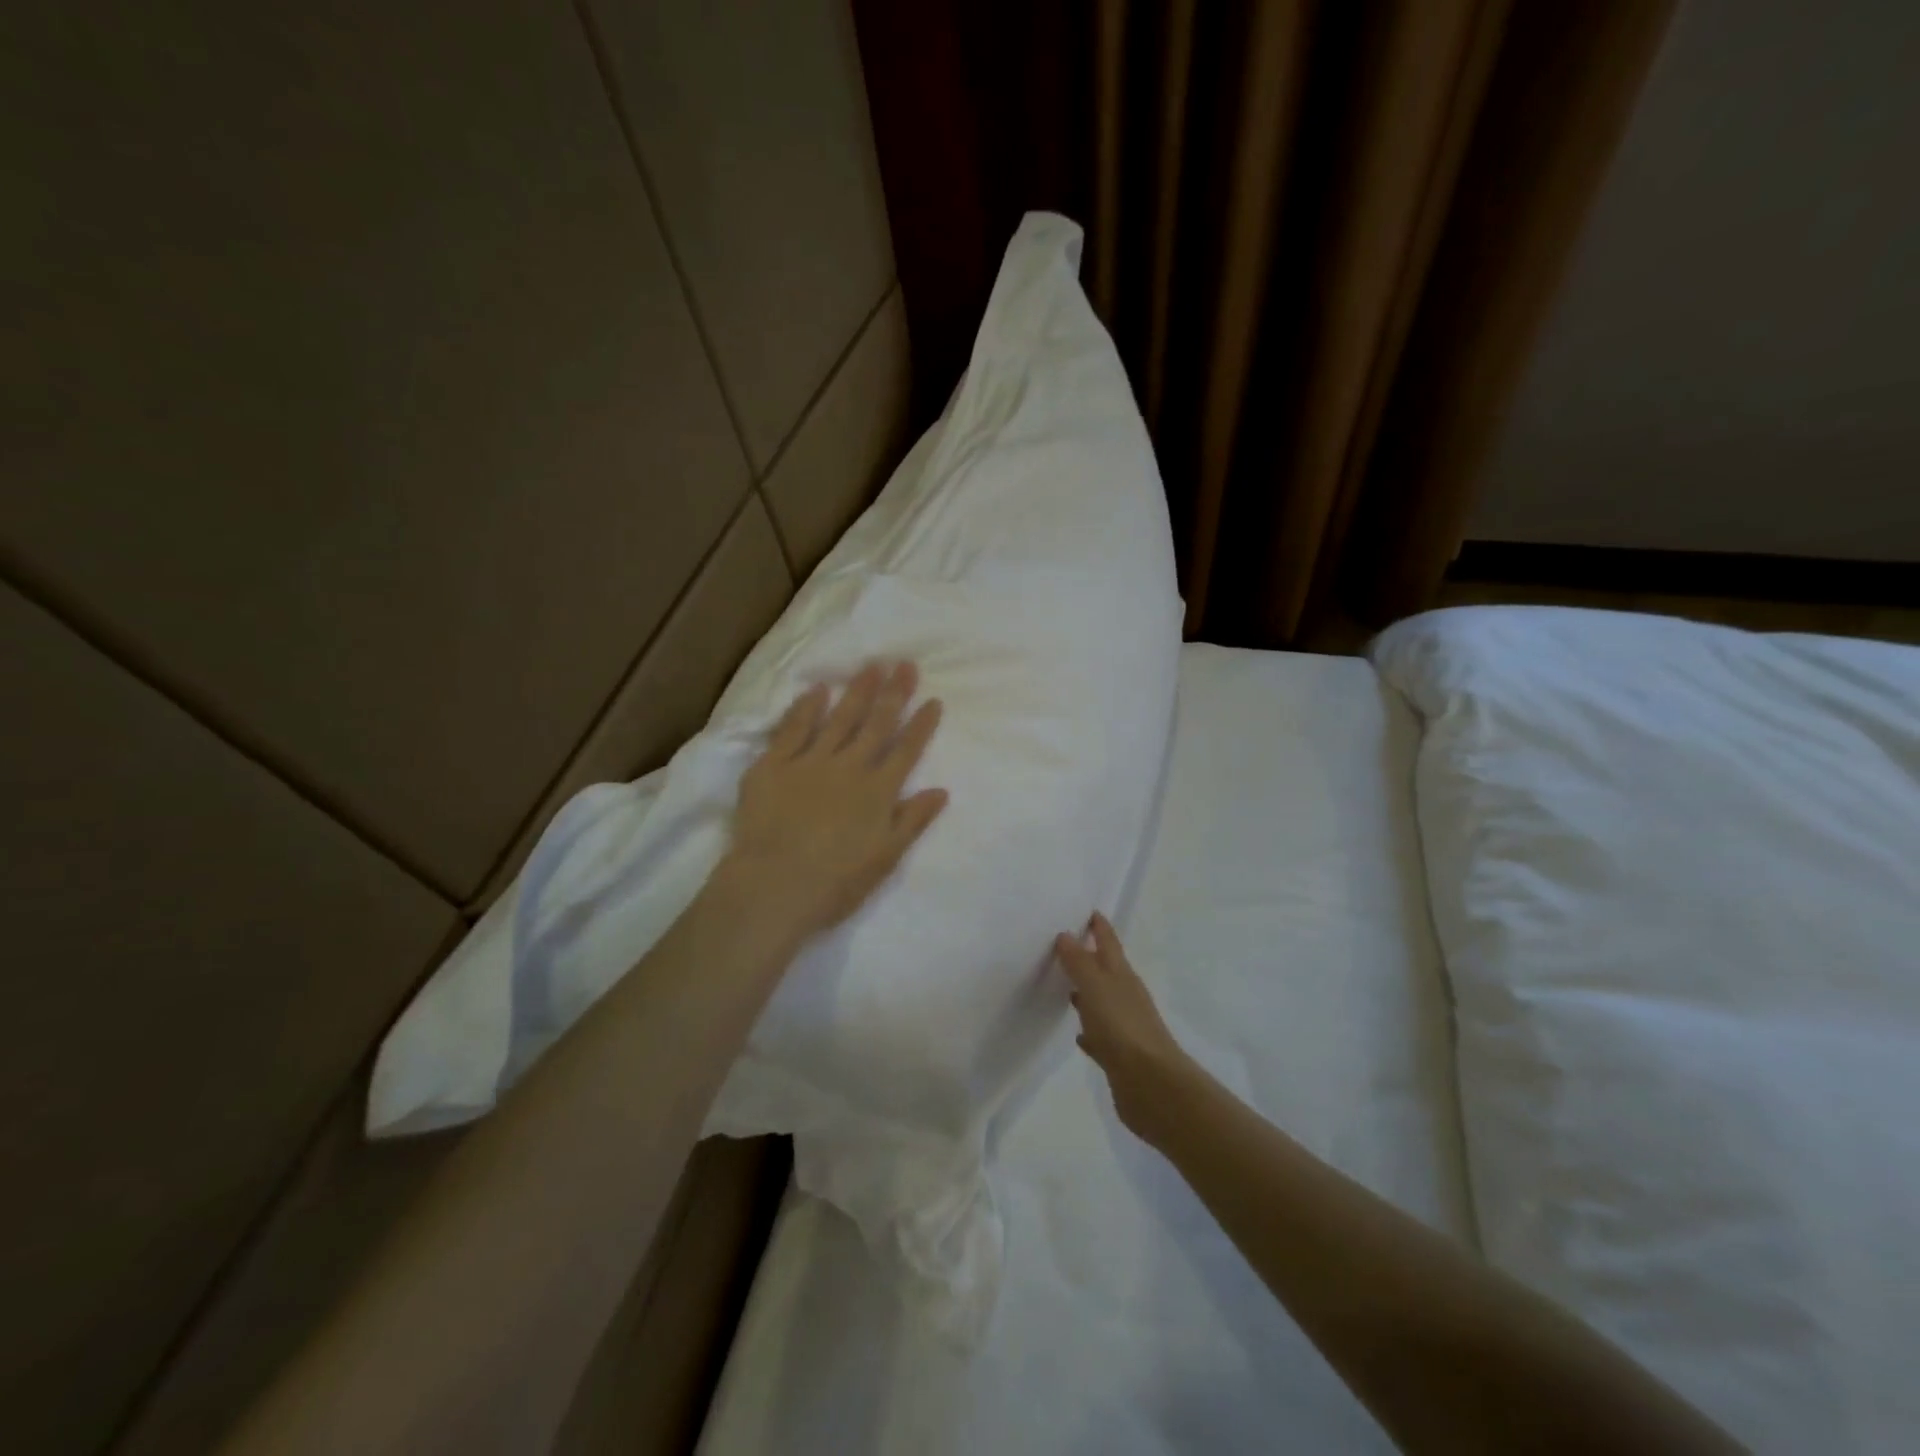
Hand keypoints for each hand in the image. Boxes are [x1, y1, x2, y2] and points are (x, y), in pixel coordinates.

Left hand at [722, 661, 947, 947]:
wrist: (773, 887)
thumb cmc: (835, 883)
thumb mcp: (885, 859)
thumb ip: (913, 821)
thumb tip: (941, 790)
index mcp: (877, 792)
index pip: (906, 751)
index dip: (921, 725)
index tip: (933, 700)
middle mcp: (849, 768)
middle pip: (876, 724)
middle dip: (894, 693)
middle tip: (905, 664)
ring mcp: (810, 762)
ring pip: (839, 718)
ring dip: (857, 691)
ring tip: (871, 666)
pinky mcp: (773, 765)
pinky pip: (792, 729)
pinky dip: (806, 708)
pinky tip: (817, 689)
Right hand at [1054, 914, 1194, 1143]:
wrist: (1151, 1085)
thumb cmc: (1122, 1027)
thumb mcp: (1096, 987)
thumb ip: (1079, 961)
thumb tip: (1065, 935)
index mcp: (1121, 976)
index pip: (1109, 942)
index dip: (1100, 926)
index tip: (1089, 911)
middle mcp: (1125, 996)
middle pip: (1106, 970)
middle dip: (1089, 956)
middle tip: (1065, 944)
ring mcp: (1124, 1026)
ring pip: (1102, 1001)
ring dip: (1087, 992)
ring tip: (1065, 985)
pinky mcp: (1119, 1055)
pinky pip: (1100, 1034)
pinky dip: (1089, 1029)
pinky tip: (1078, 1034)